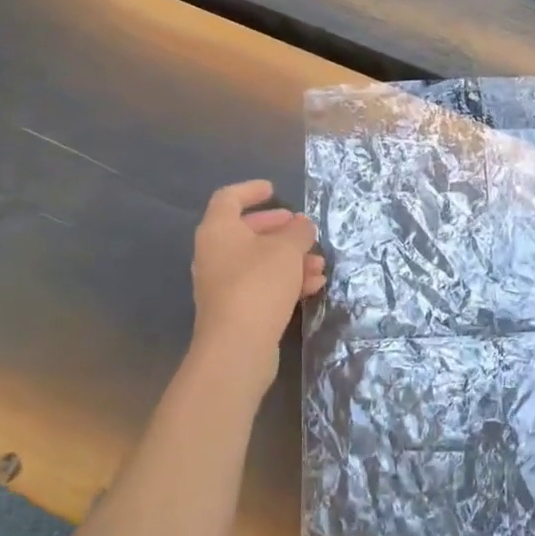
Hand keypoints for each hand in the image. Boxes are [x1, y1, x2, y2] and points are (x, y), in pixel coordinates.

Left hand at [189, 180, 325, 383]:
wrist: (237, 346)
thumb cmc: (258, 284)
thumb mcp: (287, 249)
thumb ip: (298, 232)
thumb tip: (302, 225)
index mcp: (218, 230)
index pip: (229, 198)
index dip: (251, 190)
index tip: (273, 189)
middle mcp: (214, 254)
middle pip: (246, 231)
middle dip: (279, 229)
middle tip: (301, 228)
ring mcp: (222, 284)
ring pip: (259, 260)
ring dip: (290, 258)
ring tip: (320, 263)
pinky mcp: (235, 309)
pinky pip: (262, 284)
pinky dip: (286, 280)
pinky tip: (314, 286)